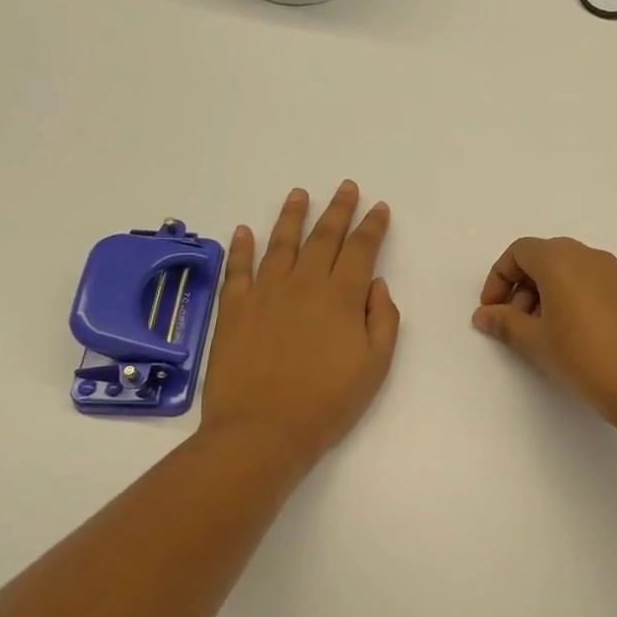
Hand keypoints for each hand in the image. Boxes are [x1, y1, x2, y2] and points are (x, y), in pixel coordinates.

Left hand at [197, 181, 399, 468]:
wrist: (263, 430)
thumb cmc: (328, 401)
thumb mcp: (375, 365)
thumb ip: (382, 319)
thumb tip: (375, 284)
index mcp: (342, 296)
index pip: (361, 249)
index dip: (372, 226)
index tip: (379, 208)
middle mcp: (304, 284)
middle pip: (324, 237)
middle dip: (338, 209)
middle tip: (346, 187)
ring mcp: (265, 293)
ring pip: (281, 243)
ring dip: (292, 216)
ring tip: (299, 194)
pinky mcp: (234, 309)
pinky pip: (237, 269)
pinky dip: (241, 247)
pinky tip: (245, 231)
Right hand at [472, 236, 616, 422]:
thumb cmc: (584, 357)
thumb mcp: (536, 342)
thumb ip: (505, 323)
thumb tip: (484, 314)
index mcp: (560, 259)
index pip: (519, 252)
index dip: (499, 278)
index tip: (492, 311)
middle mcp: (587, 256)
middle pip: (543, 257)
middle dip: (521, 286)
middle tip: (515, 324)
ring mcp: (612, 272)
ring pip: (567, 270)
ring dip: (544, 293)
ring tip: (541, 333)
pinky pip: (588, 282)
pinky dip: (569, 297)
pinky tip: (570, 335)